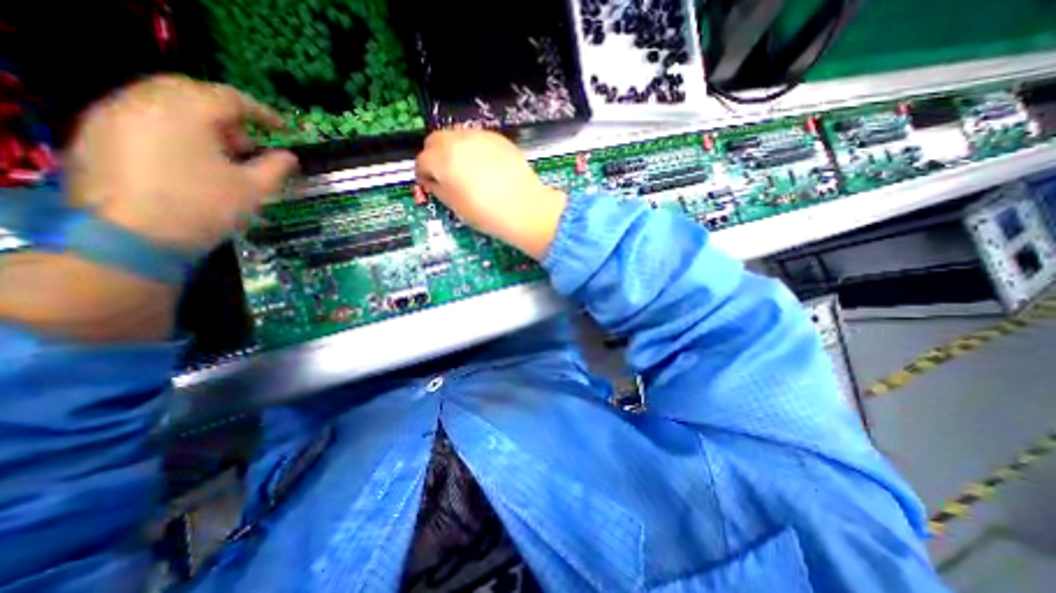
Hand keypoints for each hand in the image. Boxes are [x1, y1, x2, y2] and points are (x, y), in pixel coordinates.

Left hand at [0, 74, 295, 339]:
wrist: (131, 237)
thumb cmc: (204, 207)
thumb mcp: (253, 189)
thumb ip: (275, 167)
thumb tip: (290, 157)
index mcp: (184, 112)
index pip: (229, 97)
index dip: (263, 112)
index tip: (285, 130)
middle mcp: (142, 102)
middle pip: (191, 91)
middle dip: (227, 113)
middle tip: (250, 142)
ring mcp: (112, 116)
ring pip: (164, 102)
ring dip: (201, 122)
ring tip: (224, 155)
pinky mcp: (97, 135)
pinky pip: (143, 117)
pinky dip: (174, 129)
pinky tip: (191, 160)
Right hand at [413, 130, 569, 258]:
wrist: (525, 209)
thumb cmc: (487, 213)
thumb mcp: (456, 207)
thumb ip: (438, 189)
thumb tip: (433, 181)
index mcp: (443, 160)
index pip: (422, 160)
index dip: (423, 173)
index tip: (429, 183)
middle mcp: (459, 141)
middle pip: (435, 140)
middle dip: (434, 155)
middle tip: (443, 174)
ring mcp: (480, 136)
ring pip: (456, 135)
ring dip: (453, 149)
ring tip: (464, 170)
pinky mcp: (498, 138)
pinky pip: (477, 138)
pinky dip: (473, 148)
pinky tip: (483, 166)